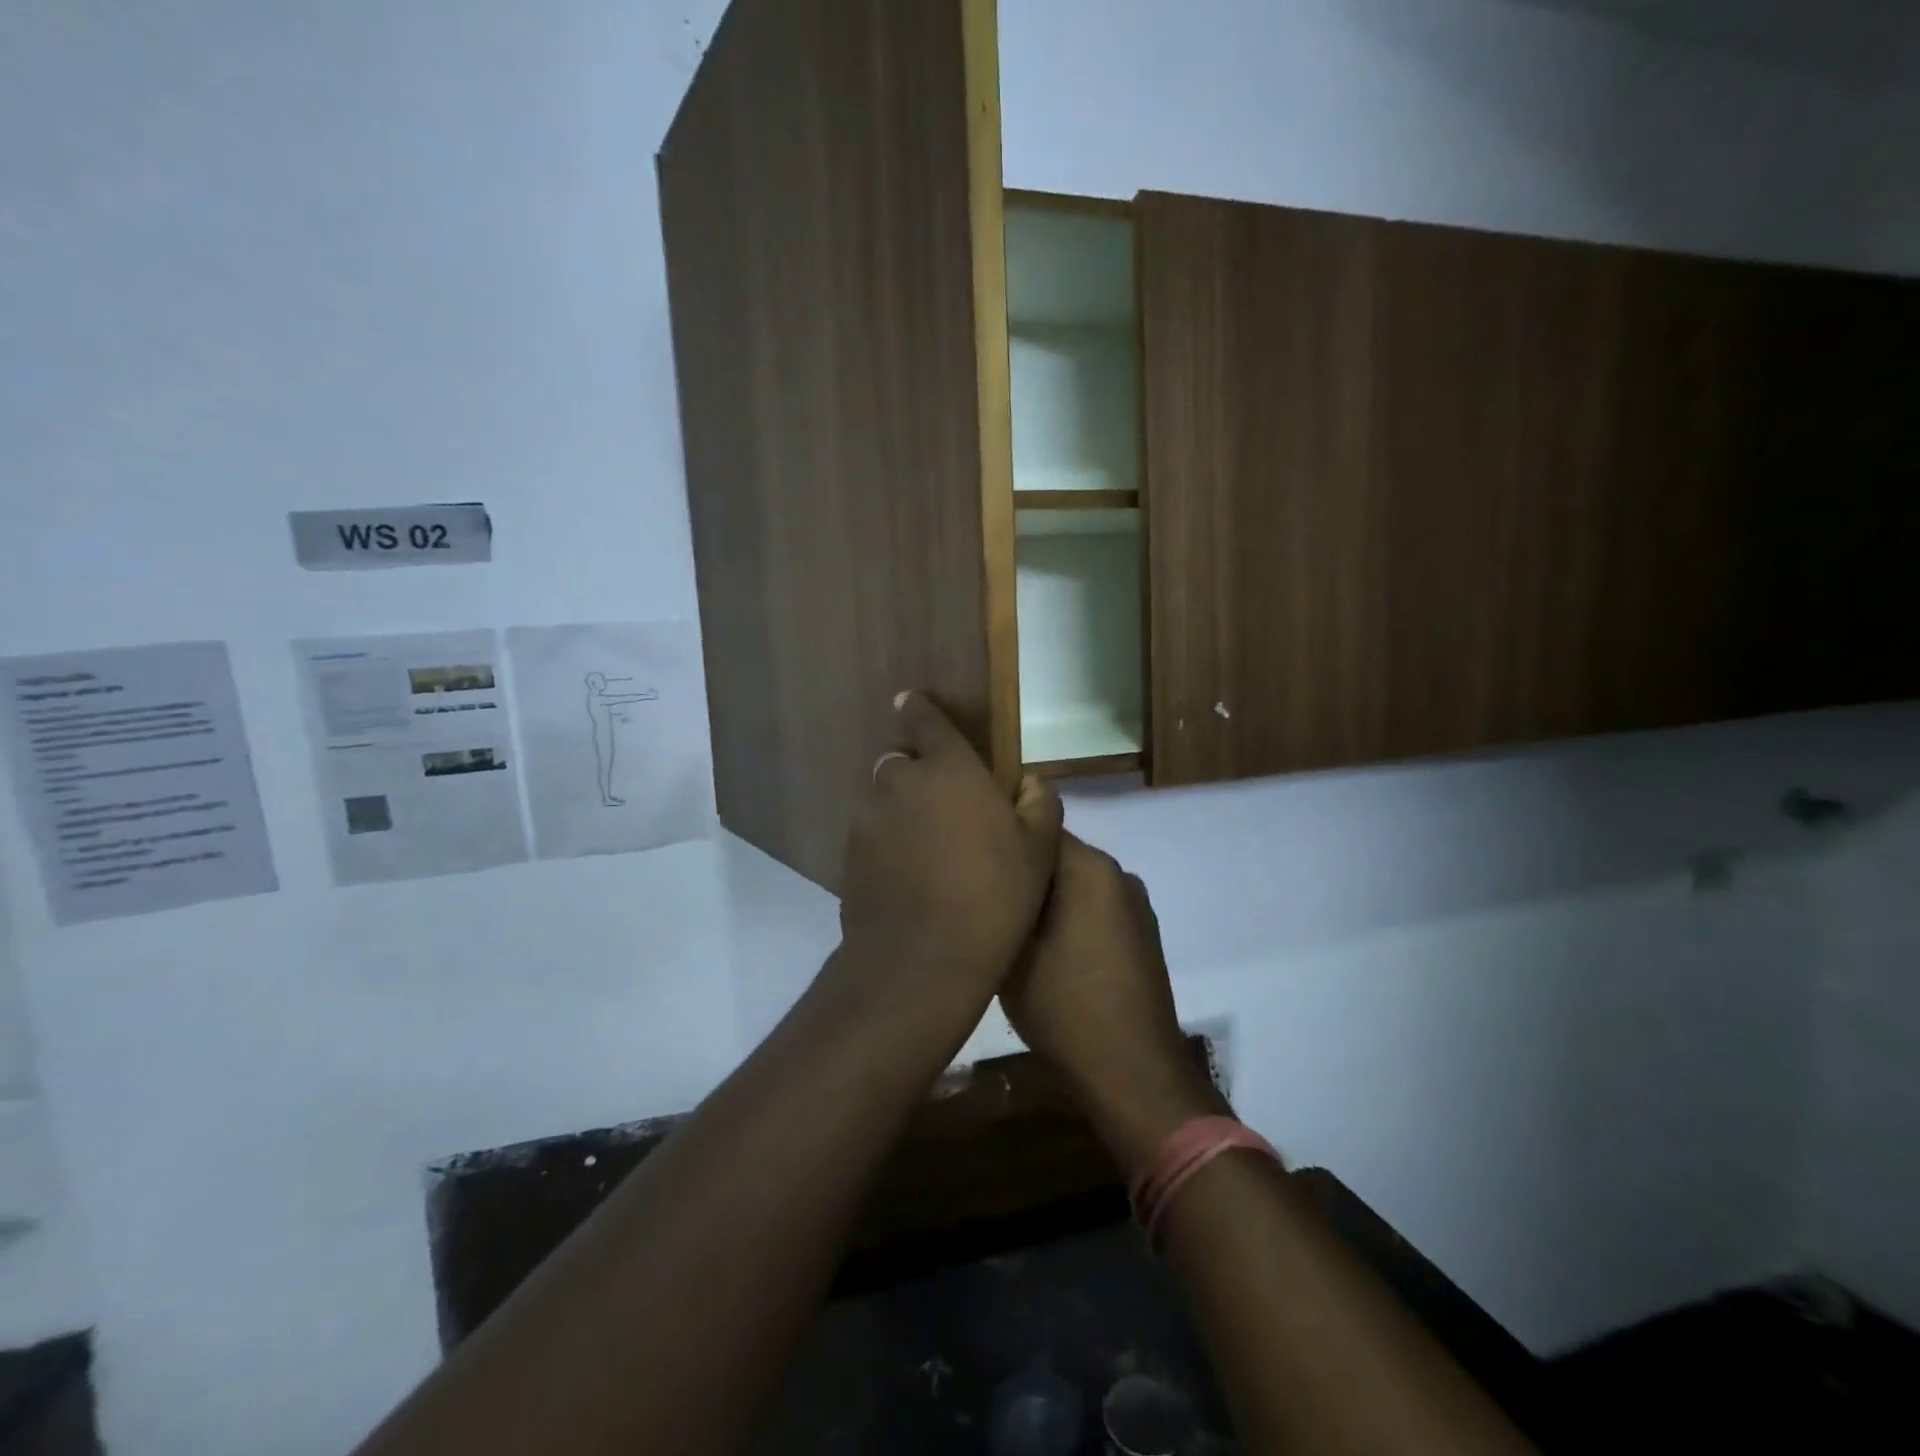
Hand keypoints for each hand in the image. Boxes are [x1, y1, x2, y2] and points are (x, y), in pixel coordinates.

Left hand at [836, 693, 1062, 1010]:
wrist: (923, 959)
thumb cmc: (993, 895)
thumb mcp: (1038, 851)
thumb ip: (1039, 804)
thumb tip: (1030, 783)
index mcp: (948, 768)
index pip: (923, 719)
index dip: (919, 709)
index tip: (912, 704)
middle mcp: (900, 782)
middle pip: (900, 762)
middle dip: (917, 774)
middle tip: (944, 808)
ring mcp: (869, 820)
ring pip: (883, 800)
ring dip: (901, 812)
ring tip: (927, 851)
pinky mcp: (849, 856)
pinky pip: (870, 836)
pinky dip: (886, 845)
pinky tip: (907, 878)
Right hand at [1001, 834, 1226, 1173]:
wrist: (1132, 1070)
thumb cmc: (1065, 1007)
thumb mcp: (1013, 951)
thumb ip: (1004, 900)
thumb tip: (991, 872)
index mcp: (1090, 867)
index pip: (1037, 828)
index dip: (1003, 840)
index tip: (973, 860)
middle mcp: (1119, 874)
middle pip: (1059, 855)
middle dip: (1026, 871)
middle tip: (986, 896)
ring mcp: (1135, 905)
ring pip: (1077, 883)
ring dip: (1048, 897)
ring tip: (1013, 924)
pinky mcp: (1142, 934)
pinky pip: (1095, 907)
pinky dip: (1071, 917)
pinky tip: (1049, 949)